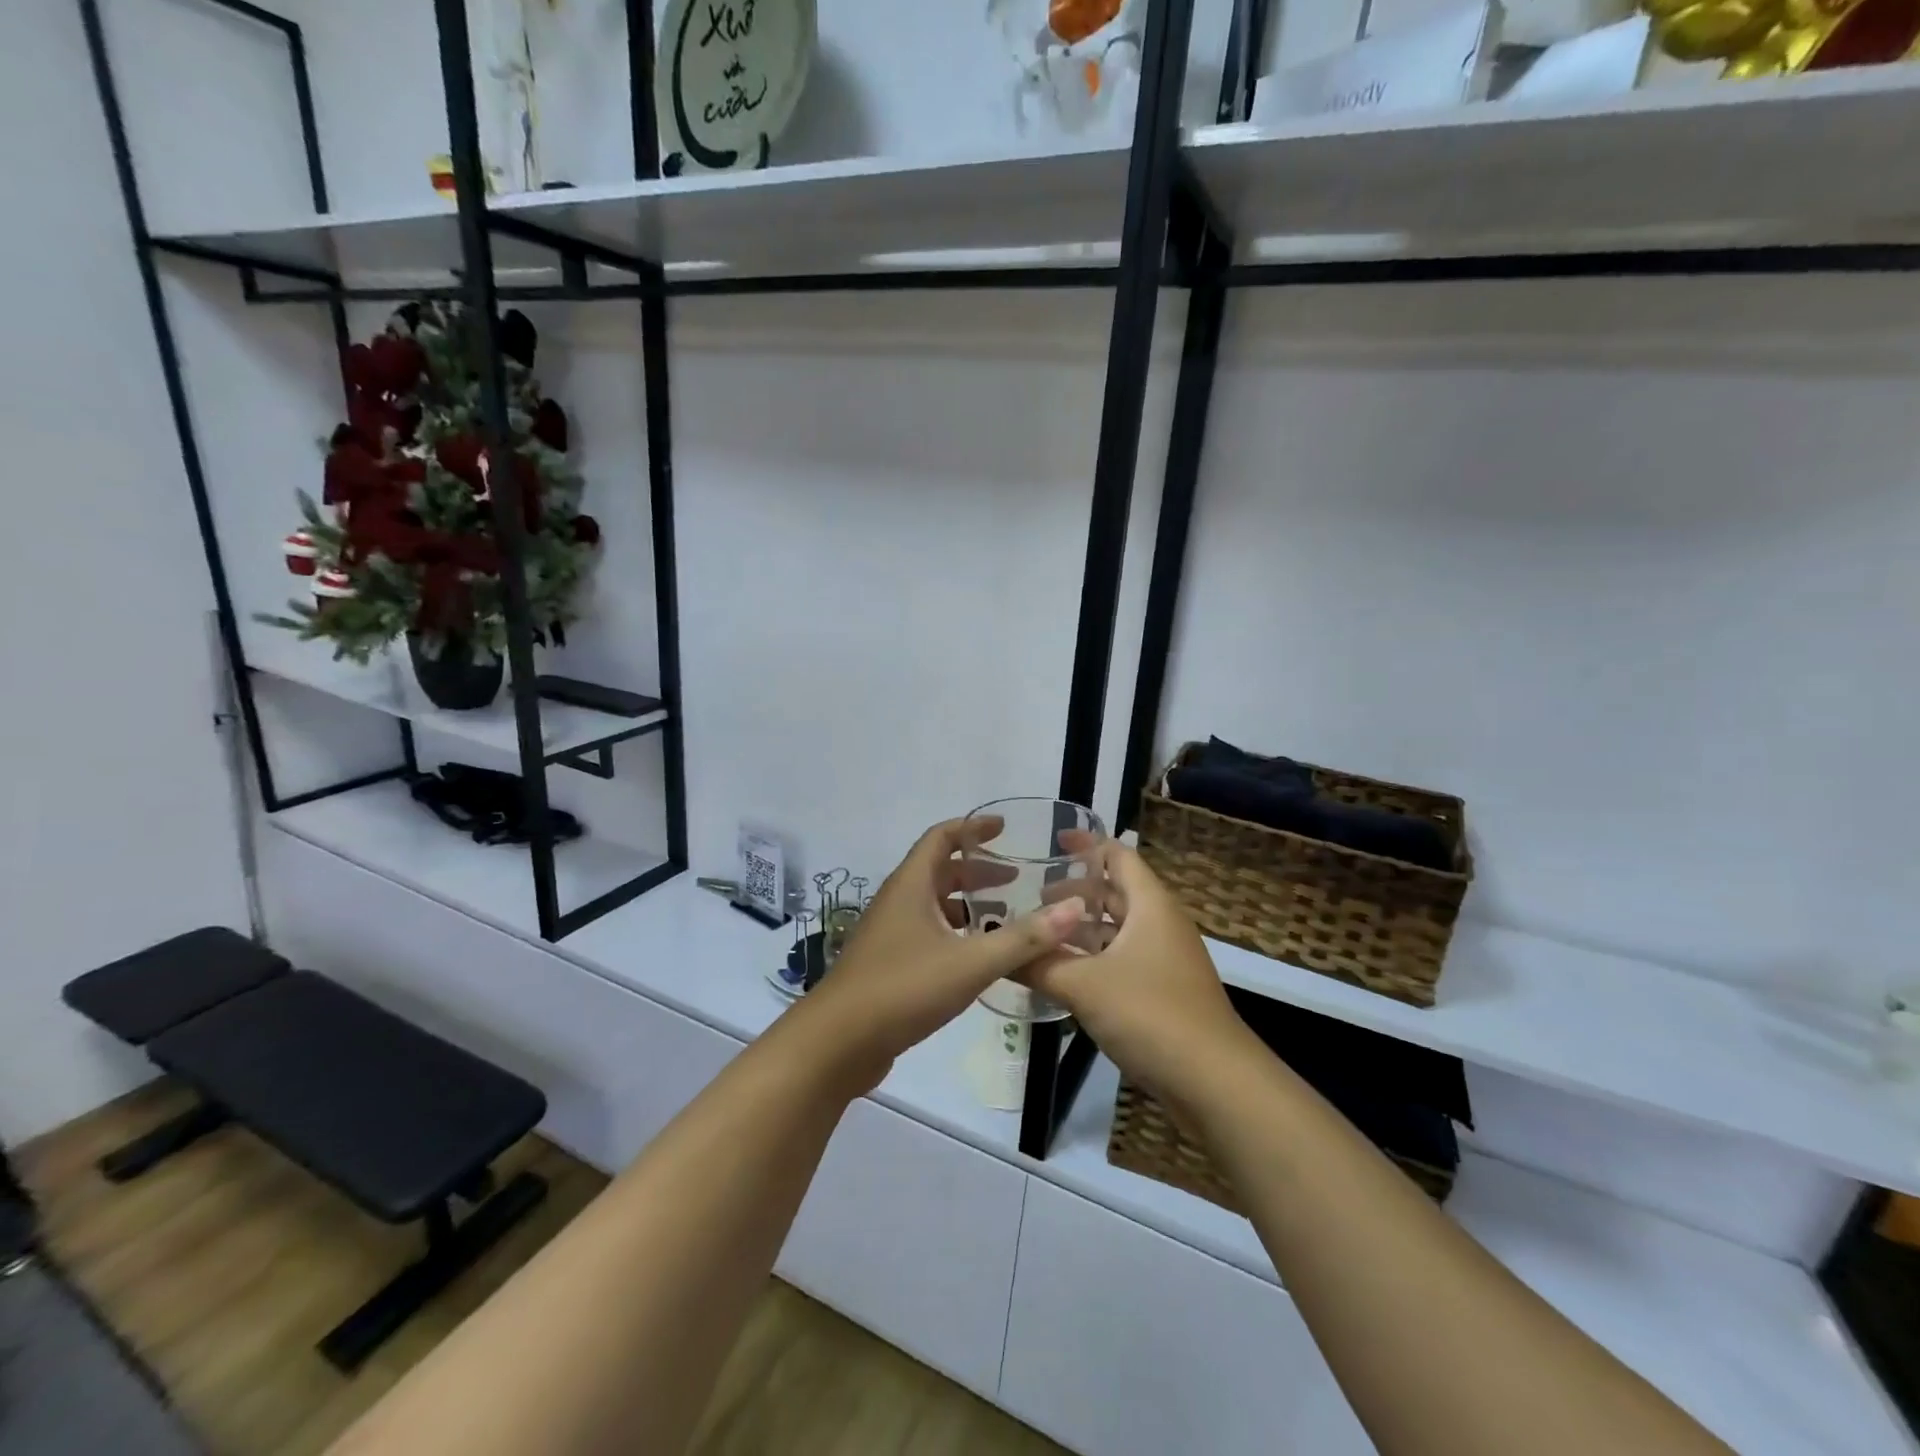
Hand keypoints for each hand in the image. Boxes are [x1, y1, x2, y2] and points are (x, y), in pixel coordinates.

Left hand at [792, 816, 1087, 1093]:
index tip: (1004, 828)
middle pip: (939, 871)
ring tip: (1005, 916)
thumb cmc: (903, 988)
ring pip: (933, 905)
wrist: (838, 1043)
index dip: (972, 828)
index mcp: (911, 885)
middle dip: (977, 871)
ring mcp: (890, 934)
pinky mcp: (889, 964)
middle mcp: (898, 901)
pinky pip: (928, 933)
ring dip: (967, 904)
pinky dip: (955, 933)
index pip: (941, 837)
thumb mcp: (970, 962)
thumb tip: (1075, 909)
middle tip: (1016, 879)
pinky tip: (978, 958)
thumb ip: (1024, 937)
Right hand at [1025, 842, 1260, 1111]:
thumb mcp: (1083, 985)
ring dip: (1083, 928)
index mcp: (1150, 905)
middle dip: (1076, 891)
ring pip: (1118, 930)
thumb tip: (998, 952)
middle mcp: (1160, 923)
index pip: (1118, 856)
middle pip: (1116, 892)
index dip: (1087, 845)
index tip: (1052, 841)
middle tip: (1032, 896)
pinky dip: (1094, 957)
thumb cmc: (1150, 1014)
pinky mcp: (1164, 991)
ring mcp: (1165, 959)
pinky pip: (1123, 959)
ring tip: (1041, 933)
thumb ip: (1038, 964)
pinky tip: (1064, 974)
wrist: (1214, 1081)